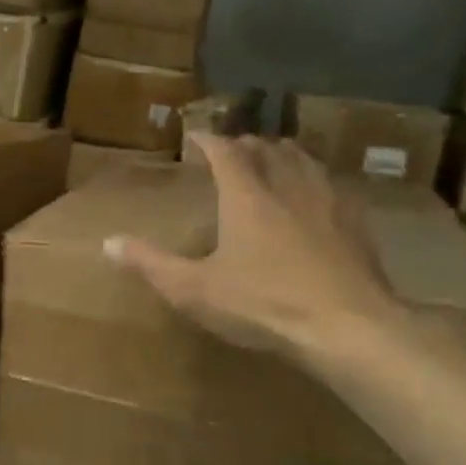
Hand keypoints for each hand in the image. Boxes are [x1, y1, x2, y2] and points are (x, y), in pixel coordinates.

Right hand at [105, 135, 401, 359]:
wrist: (348, 328)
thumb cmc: (263, 304)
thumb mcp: (194, 289)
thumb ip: (150, 263)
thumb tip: (108, 243)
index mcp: (247, 197)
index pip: (226, 152)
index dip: (209, 140)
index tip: (195, 136)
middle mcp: (288, 188)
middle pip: (268, 149)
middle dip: (246, 144)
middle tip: (232, 150)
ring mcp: (329, 203)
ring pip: (304, 161)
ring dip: (284, 154)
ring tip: (274, 160)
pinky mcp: (357, 225)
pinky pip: (333, 185)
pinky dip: (315, 179)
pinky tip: (317, 197)